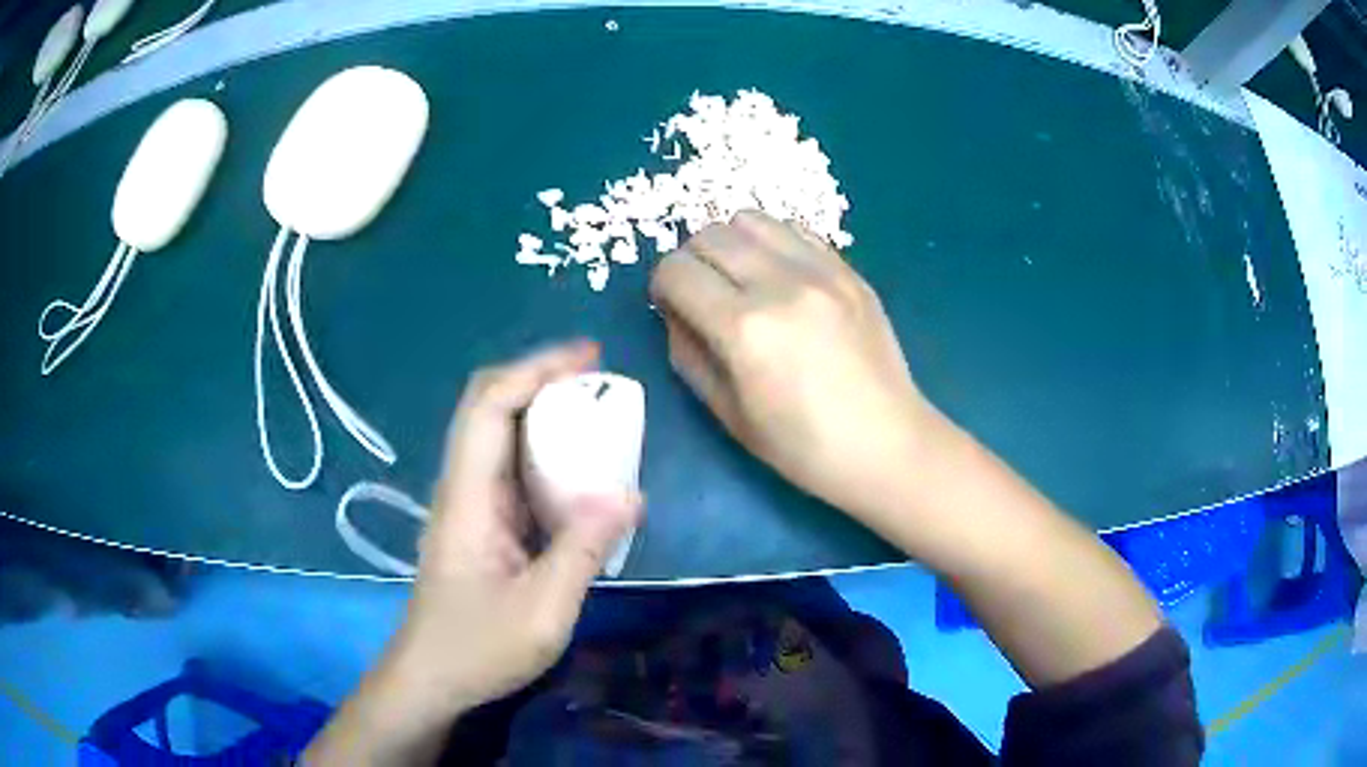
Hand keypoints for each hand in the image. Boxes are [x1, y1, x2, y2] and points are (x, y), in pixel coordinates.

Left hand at [388, 341, 641, 714]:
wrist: (431, 680)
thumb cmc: (478, 649)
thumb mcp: (543, 610)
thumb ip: (584, 551)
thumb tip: (630, 494)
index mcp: (468, 497)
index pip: (490, 406)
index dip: (535, 370)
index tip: (588, 359)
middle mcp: (462, 488)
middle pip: (489, 407)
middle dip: (540, 380)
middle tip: (599, 380)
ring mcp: (469, 507)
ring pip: (500, 436)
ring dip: (544, 414)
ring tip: (597, 416)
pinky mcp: (480, 526)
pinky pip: (512, 472)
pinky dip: (546, 455)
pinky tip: (580, 474)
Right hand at [649, 211, 938, 518]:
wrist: (886, 443)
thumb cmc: (802, 446)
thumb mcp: (728, 414)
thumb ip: (688, 354)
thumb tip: (676, 313)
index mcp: (744, 328)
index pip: (677, 271)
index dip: (662, 287)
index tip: (672, 306)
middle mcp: (780, 284)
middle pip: (709, 234)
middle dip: (692, 261)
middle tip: (703, 293)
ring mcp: (821, 271)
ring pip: (751, 219)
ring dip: (731, 243)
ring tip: (742, 278)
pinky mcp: (849, 270)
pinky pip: (795, 230)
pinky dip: (773, 243)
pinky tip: (781, 277)